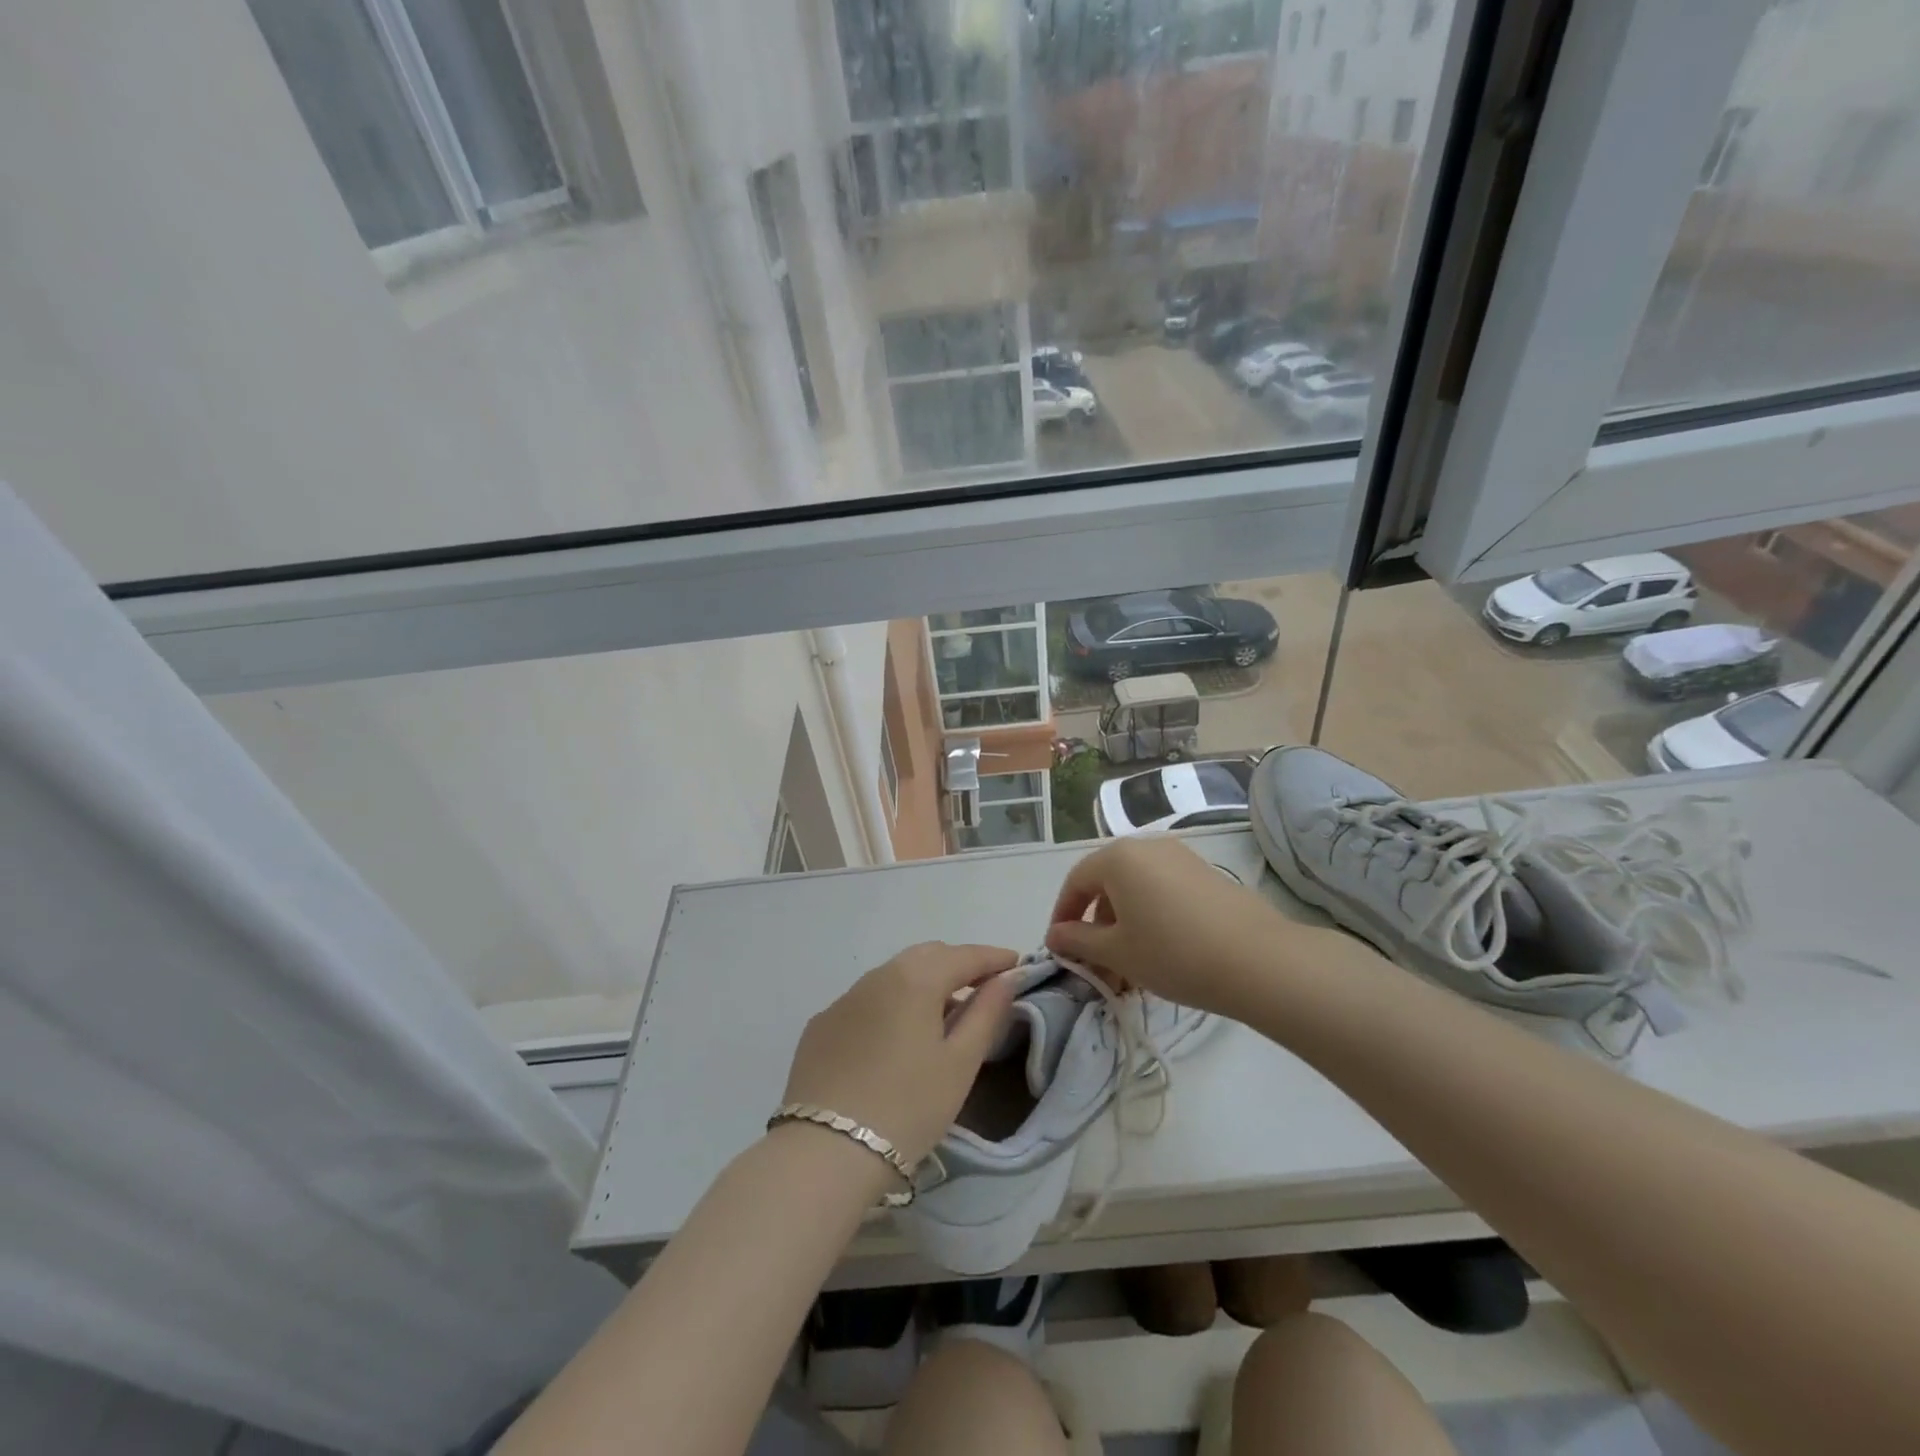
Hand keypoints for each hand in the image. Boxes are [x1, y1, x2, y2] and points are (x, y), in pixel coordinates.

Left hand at [780, 942, 1020, 1169]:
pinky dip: (891, 1004)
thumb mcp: (960, 1063)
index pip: (964, 956)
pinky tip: (896, 1036)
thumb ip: (987, 1013)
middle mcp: (877, 976)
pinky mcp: (821, 1026)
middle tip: (983, 986)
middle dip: (958, 963)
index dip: (994, 957)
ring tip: (943, 1012)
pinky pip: (866, 1000)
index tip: (1016, 964)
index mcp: (915, 979)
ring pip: (893, 975)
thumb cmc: (908, 1107)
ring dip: (923, 982)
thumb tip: (1006, 978)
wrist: (825, 1153)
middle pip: (926, 956)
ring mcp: (844, 1000)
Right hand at [1045, 837, 1309, 1019]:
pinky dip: (1152, 915)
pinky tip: (1161, 951)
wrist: (1258, 960)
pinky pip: (1164, 890)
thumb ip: (1078, 940)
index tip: (1059, 946)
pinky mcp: (1206, 874)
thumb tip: (1055, 934)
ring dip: (1125, 922)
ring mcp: (1181, 857)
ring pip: (1137, 888)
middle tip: (1096, 961)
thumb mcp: (1117, 952)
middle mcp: (1147, 846)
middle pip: (1107, 882)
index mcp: (1118, 858)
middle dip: (1096, 922)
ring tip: (1129, 965)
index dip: (1063, 914)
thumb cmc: (1173, 953)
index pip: (1076, 881)